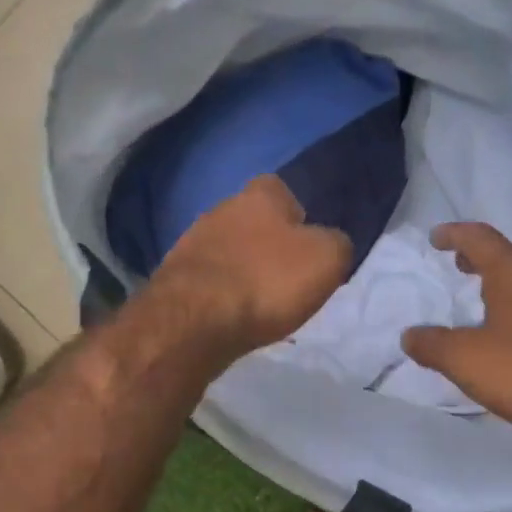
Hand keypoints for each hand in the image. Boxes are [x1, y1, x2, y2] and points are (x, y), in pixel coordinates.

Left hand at [148, 175, 353, 356]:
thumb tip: (331, 243)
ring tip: (260, 302)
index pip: (283, 190)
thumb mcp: (326, 260)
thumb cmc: (266, 281)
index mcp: (260, 193)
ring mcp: (193, 241)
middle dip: (268, 245)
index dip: (300, 217)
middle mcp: (222, 207)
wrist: (194, 321)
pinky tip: (232, 314)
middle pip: (253, 221)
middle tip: (287, 278)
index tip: (309, 248)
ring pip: (229, 250)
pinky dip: (222, 293)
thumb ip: (336, 243)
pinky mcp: (175, 275)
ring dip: (243, 270)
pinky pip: (209, 278)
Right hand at [402, 223, 511, 461]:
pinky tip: (509, 339)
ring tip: (479, 302)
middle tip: (457, 265)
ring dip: (501, 285)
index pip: (481, 238)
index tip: (435, 238)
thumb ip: (431, 344)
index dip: (455, 234)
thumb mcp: (465, 360)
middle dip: (480, 257)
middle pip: (509, 256)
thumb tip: (410, 336)